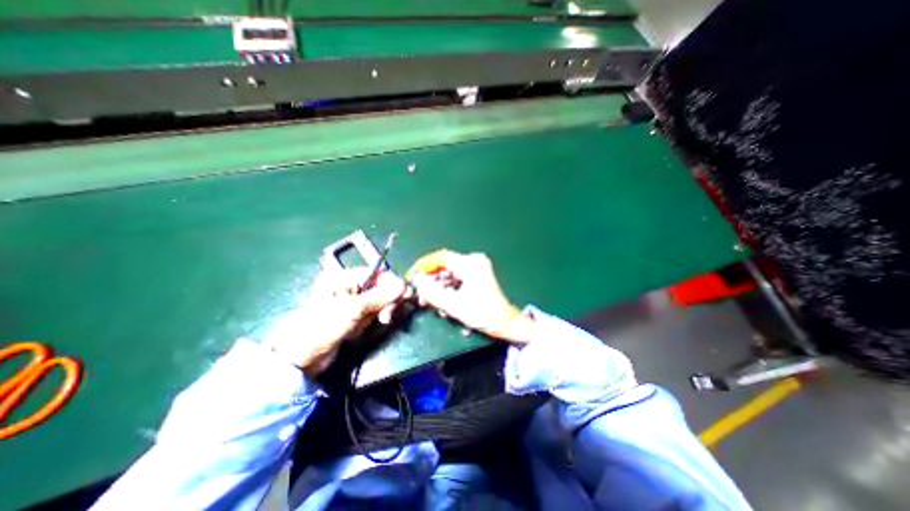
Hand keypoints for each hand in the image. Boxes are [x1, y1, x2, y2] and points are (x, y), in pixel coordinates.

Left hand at [264, 267, 404, 374]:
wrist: (303, 358)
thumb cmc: (325, 326)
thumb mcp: (354, 309)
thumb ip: (381, 296)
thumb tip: (404, 286)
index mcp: (343, 277)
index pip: (376, 274)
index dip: (392, 283)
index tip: (405, 294)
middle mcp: (348, 286)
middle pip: (380, 288)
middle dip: (386, 302)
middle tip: (387, 317)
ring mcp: (352, 302)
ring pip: (378, 303)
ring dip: (380, 314)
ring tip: (376, 324)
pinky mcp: (354, 316)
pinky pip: (373, 314)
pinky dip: (374, 321)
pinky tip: (369, 328)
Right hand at [405, 250, 533, 344]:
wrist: (506, 323)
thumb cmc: (483, 314)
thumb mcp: (454, 305)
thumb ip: (432, 292)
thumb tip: (417, 280)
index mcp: (471, 264)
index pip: (441, 258)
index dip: (424, 265)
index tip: (411, 276)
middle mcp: (474, 262)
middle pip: (444, 267)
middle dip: (431, 281)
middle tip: (421, 297)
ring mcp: (477, 268)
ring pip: (449, 274)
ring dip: (438, 287)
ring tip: (430, 303)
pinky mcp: (477, 276)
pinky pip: (456, 279)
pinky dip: (447, 289)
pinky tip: (442, 302)